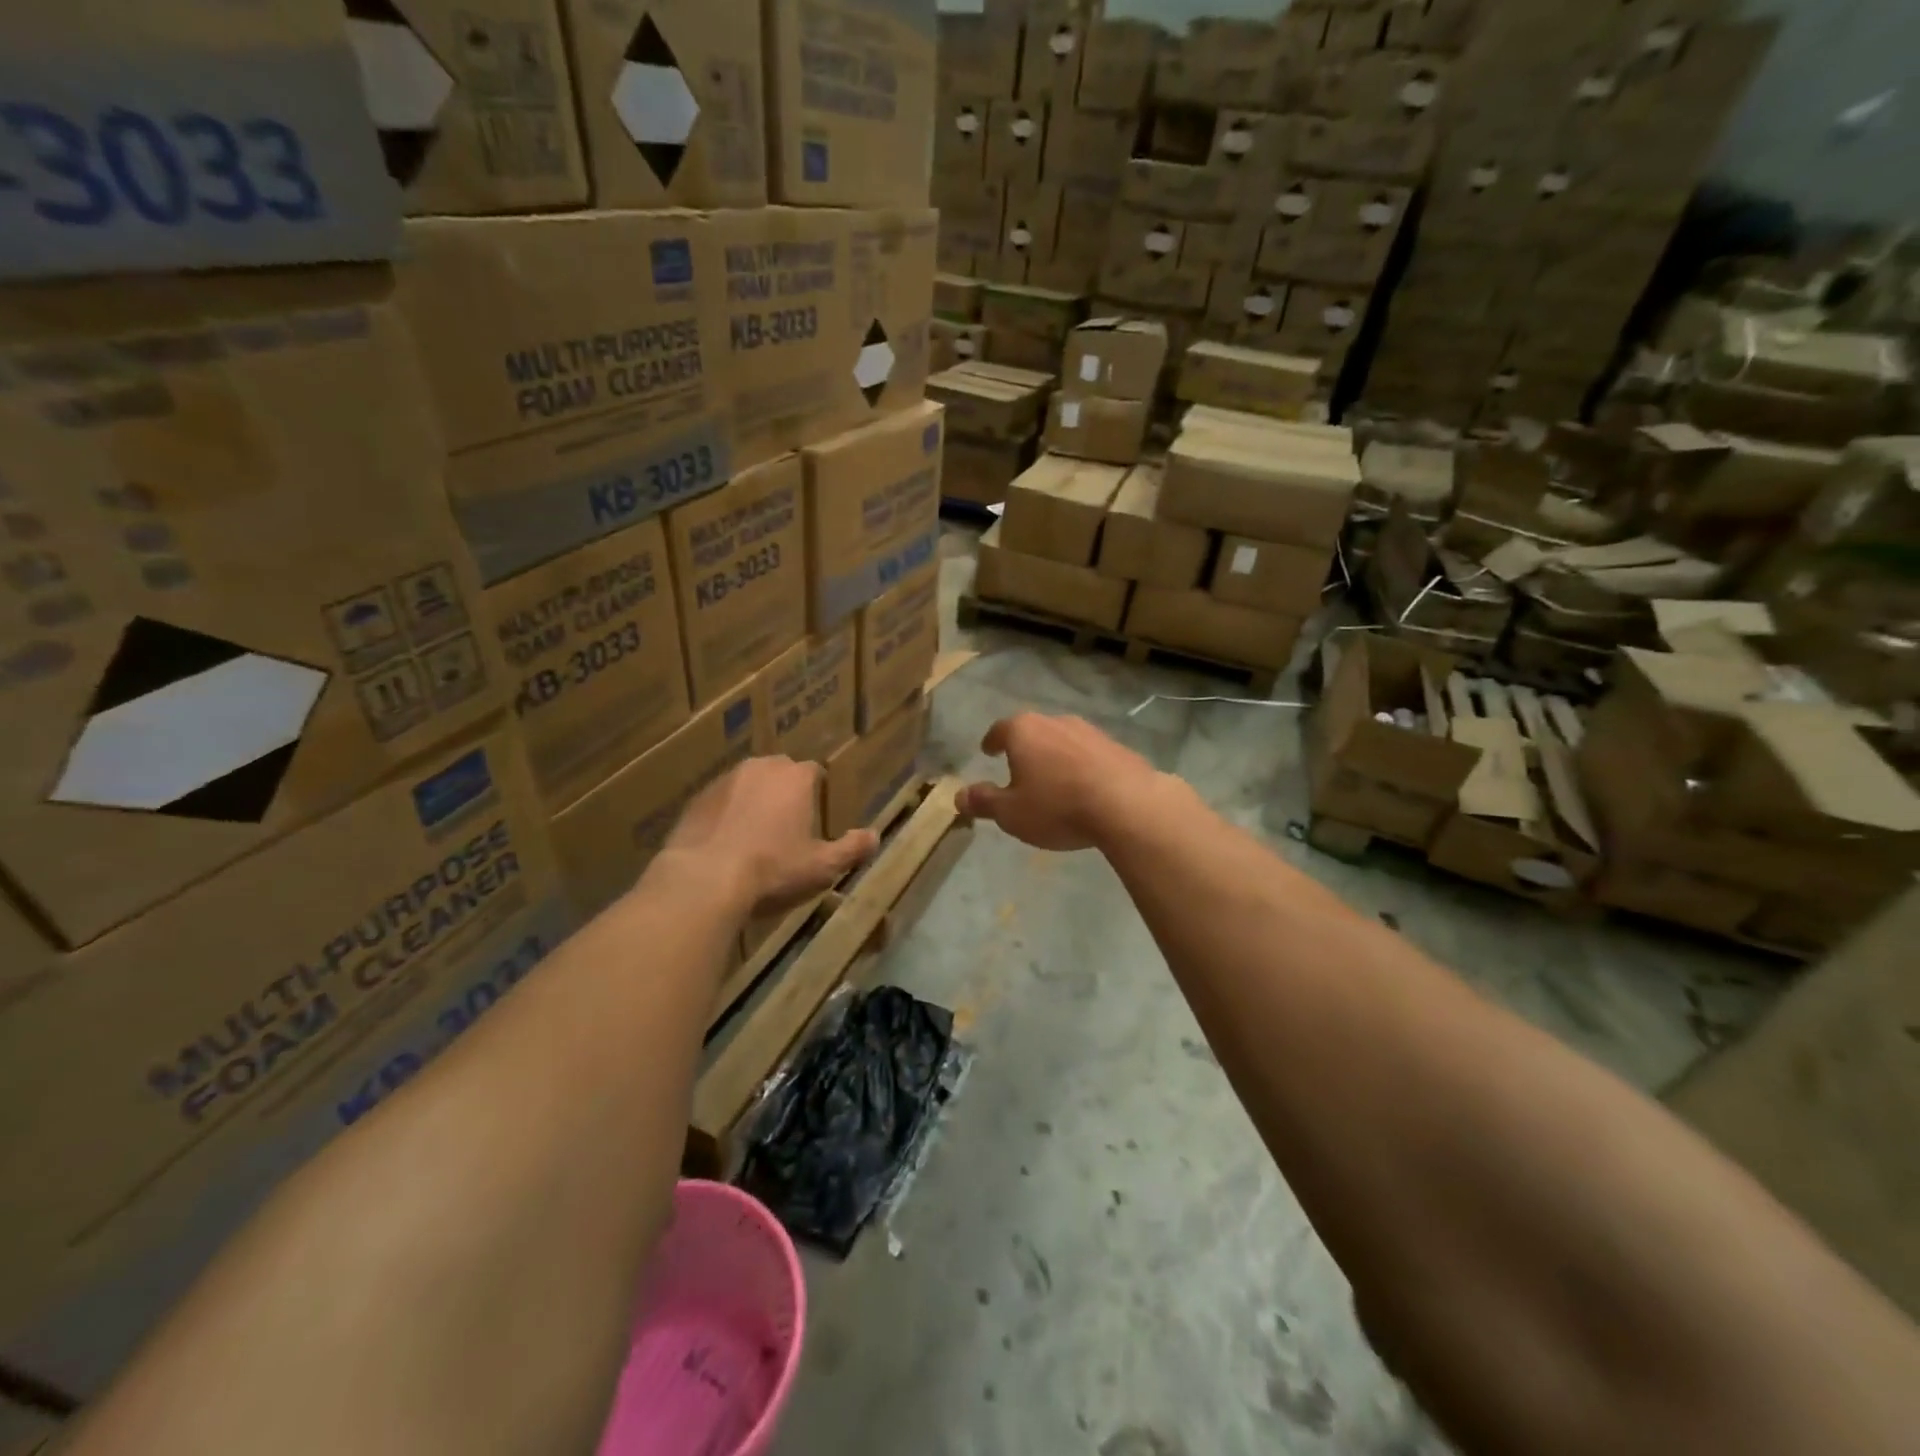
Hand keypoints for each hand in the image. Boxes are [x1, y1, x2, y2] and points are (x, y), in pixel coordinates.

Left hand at [661, 756, 877, 914]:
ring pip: (747, 786)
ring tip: (755, 837)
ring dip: (753, 803)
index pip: (814, 772)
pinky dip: (725, 817)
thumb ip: (851, 849)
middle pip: (779, 774)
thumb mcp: (822, 867)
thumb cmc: (772, 870)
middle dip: (785, 793)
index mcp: (795, 777)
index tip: (816, 815)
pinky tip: (725, 846)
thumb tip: (875, 837)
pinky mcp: (694, 800)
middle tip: (788, 827)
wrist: (703, 880)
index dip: (817, 792)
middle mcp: (760, 768)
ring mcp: (723, 781)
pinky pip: (720, 803)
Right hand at [958, 713, 1168, 851]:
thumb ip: (984, 802)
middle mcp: (1055, 722)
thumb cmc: (1057, 807)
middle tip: (1018, 766)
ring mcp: (1089, 731)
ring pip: (1062, 740)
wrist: (1127, 804)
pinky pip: (1089, 754)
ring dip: (1054, 756)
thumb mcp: (1011, 813)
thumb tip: (958, 796)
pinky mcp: (1117, 746)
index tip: (988, 751)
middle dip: (1024, 748)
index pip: (1000, 730)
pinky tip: (1084, 786)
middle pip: (1033, 731)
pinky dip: (1080, 766)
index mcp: (1023, 731)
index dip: (991, 742)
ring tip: (1052, 779)